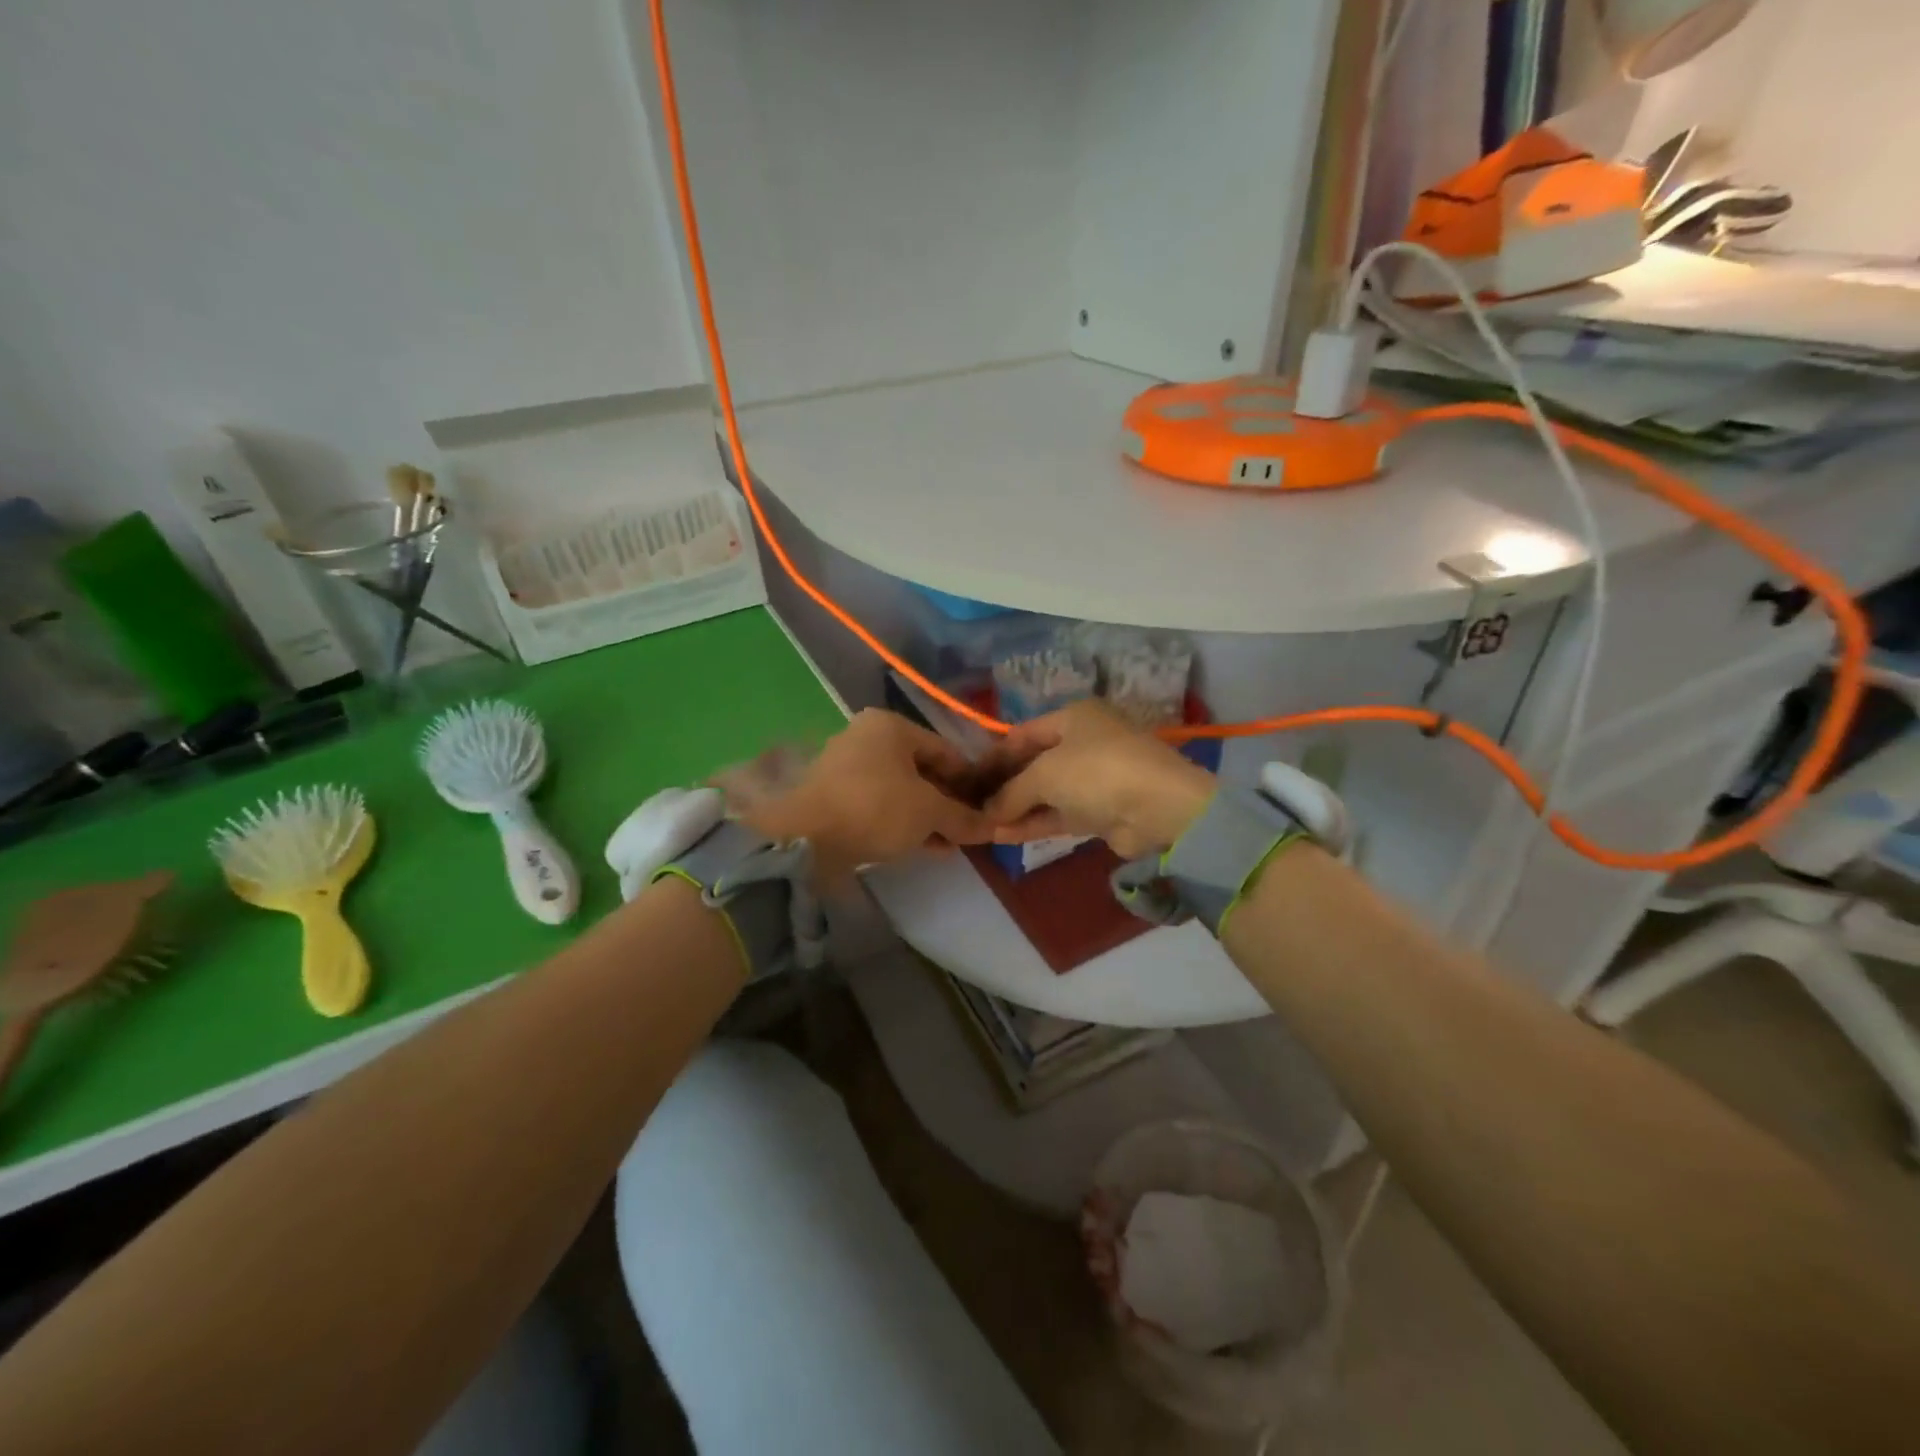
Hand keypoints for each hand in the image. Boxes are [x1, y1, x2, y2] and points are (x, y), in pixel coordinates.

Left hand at [737, 709, 992, 877]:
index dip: (971, 781)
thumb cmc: (876, 809)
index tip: (987, 808)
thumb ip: (963, 817)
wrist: (806, 838)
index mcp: (891, 726)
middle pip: (922, 770)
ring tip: (950, 844)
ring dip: (927, 816)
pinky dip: (902, 822)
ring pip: (901, 790)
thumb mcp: (929, 812)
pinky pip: (880, 806)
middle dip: (948, 802)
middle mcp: (867, 738)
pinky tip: (923, 847)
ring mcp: (847, 767)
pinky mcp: (834, 797)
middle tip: (969, 830)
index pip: (946, 750)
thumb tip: (994, 828)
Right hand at [980, 700, 1215, 858]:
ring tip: (982, 825)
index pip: (1024, 733)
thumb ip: (1011, 791)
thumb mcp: (1045, 774)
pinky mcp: (1101, 811)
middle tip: (972, 804)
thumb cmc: (1096, 771)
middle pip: (1034, 763)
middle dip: (1004, 785)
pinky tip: (1003, 835)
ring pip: (1047, 792)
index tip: (968, 777)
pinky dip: (1034, 823)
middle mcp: (1084, 742)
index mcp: (1074, 717)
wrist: (1159, 808)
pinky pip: (1060, 814)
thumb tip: (987, 812)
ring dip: (1017, 808)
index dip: (995, 755)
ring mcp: (1094, 778)